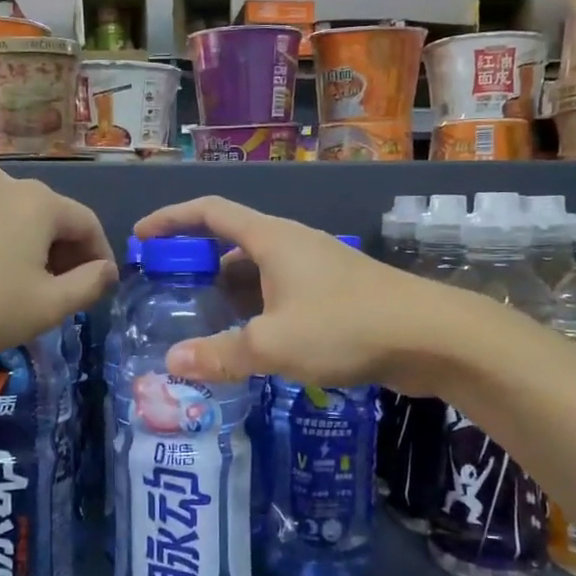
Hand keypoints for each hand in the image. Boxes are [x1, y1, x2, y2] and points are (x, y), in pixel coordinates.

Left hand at [0, 167, 115, 360]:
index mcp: (39, 202)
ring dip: (31, 249)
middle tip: (65, 293)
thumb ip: (89, 285)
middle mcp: (5, 185)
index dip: (100, 257)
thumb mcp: (47, 306)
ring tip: (25, 287)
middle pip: (52, 217)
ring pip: (17, 219)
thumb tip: (106, 270)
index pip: (87, 223)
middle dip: (65, 254)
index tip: (100, 288)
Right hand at [134, 196, 437, 392]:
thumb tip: (171, 363)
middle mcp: (292, 245)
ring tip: (203, 323)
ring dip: (229, 293)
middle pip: (232, 242)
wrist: (433, 336)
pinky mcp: (337, 294)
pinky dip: (258, 310)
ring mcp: (318, 269)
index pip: (210, 211)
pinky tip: (253, 343)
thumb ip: (220, 354)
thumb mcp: (273, 344)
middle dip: (198, 264)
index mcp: (272, 239)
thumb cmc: (346, 326)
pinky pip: (282, 294)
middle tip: (170, 294)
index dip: (171, 219)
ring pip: (259, 273)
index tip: (142, 237)